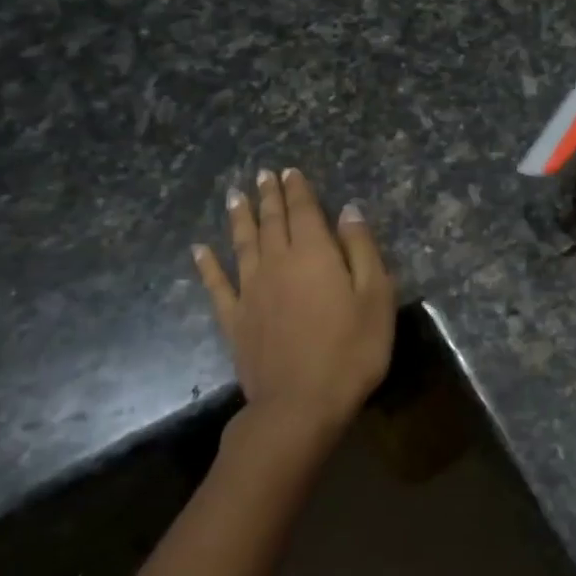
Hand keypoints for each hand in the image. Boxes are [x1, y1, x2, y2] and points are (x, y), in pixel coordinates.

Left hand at [193, 168, 395, 459]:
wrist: (301, 404)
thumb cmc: (351, 349)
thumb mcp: (376, 296)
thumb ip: (361, 249)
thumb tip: (348, 211)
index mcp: (314, 254)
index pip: (304, 211)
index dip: (298, 190)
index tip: (290, 171)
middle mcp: (278, 263)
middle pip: (272, 221)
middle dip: (269, 196)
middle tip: (262, 175)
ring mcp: (251, 291)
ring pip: (243, 244)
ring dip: (240, 218)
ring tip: (235, 196)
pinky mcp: (235, 320)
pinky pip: (217, 285)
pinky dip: (208, 265)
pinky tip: (199, 250)